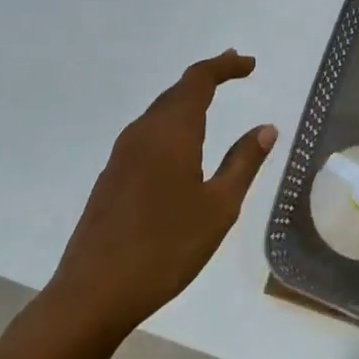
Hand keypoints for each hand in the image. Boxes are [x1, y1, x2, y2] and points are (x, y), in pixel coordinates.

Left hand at [47, 50, 276, 334]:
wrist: (92, 294)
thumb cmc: (166, 248)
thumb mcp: (219, 207)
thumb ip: (243, 162)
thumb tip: (266, 128)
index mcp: (171, 132)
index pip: (199, 80)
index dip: (225, 66)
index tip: (250, 64)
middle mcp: (143, 133)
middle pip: (177, 91)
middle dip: (207, 77)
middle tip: (235, 70)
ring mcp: (121, 155)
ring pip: (159, 112)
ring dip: (187, 99)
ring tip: (212, 99)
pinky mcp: (111, 177)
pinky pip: (147, 134)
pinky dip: (171, 123)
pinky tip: (180, 145)